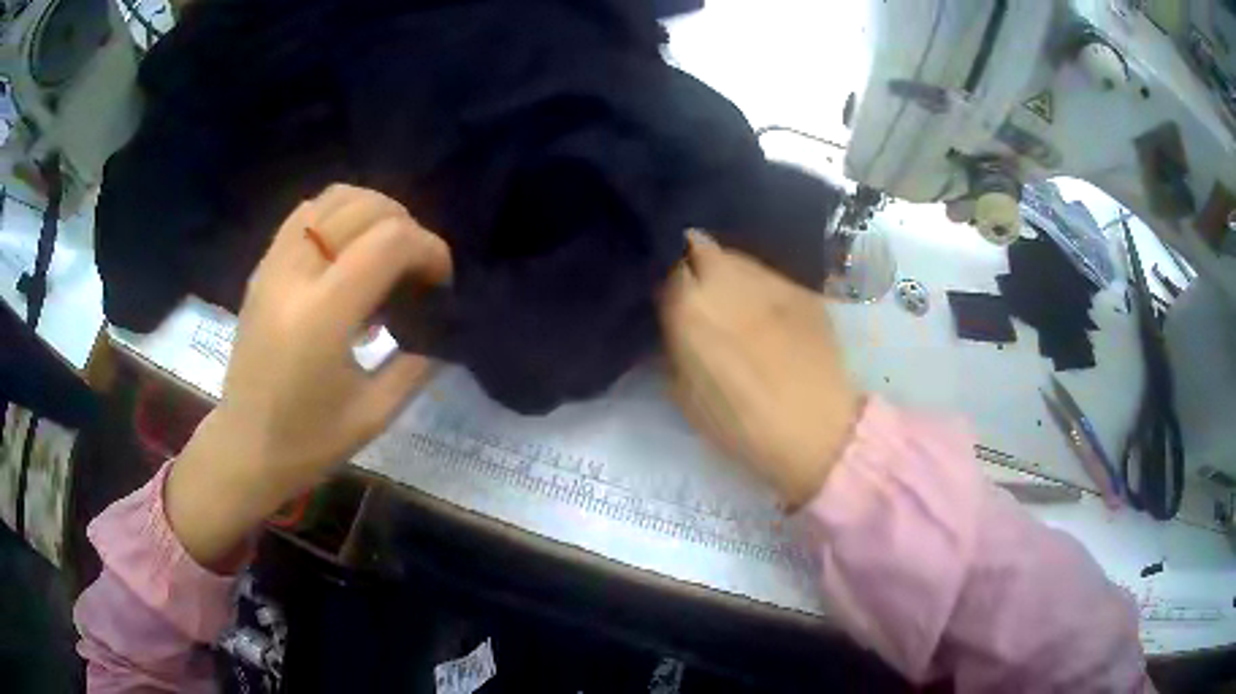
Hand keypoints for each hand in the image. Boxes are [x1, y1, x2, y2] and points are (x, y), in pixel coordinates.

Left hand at [166, 184, 451, 569]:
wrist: (244, 447)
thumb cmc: (307, 443)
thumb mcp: (374, 414)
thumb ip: (415, 362)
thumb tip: (441, 326)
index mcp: (321, 317)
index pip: (389, 242)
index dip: (429, 249)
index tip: (441, 283)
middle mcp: (294, 276)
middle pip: (364, 208)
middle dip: (407, 226)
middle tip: (417, 269)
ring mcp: (273, 265)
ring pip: (334, 198)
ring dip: (374, 211)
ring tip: (388, 249)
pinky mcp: (263, 267)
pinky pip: (307, 213)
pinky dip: (340, 213)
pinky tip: (351, 248)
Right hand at [660, 231, 860, 508]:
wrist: (816, 430)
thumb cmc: (741, 425)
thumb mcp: (685, 395)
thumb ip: (673, 348)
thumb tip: (674, 324)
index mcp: (690, 307)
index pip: (666, 265)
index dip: (666, 278)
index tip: (667, 293)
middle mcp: (727, 280)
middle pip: (700, 247)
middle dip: (695, 263)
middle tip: (699, 291)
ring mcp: (770, 280)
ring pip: (737, 257)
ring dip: (728, 272)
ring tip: (735, 300)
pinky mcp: (803, 289)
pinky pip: (770, 276)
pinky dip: (761, 288)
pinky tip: (769, 314)